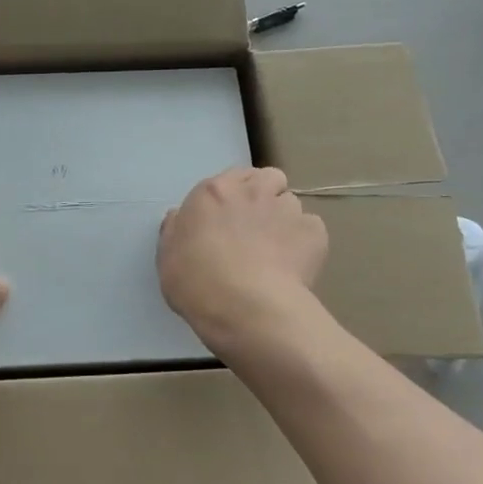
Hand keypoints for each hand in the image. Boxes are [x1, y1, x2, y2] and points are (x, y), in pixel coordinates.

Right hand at [158, 167, 327, 352]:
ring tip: (277, 251)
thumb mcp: (167, 255)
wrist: (245, 307)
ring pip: (291, 204)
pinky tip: (294, 266)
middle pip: (268, 178)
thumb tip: (180, 216)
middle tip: (256, 226)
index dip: (234, 194)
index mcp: (213, 192)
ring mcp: (287, 209)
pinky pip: (312, 229)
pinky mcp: (314, 232)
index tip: (229, 217)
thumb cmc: (196, 281)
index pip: (232, 176)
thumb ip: (175, 229)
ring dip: (284, 220)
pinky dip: (305, 243)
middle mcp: (252, 191)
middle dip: (265, 195)